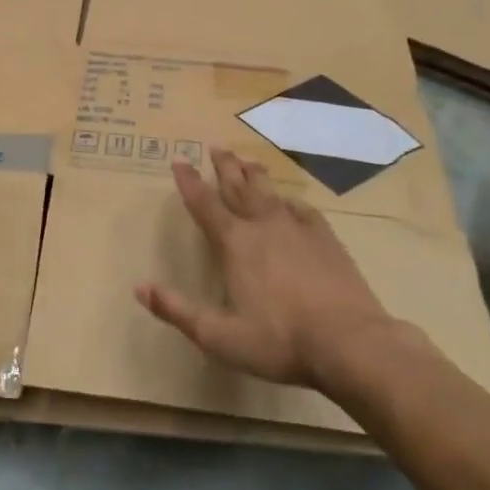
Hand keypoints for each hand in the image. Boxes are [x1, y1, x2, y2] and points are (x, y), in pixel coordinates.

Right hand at [135, 149, 401, 389]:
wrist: (350, 342)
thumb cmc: (279, 341)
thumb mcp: (219, 335)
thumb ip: (177, 311)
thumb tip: (139, 287)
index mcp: (235, 244)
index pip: (205, 205)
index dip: (189, 183)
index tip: (179, 162)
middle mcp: (264, 227)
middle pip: (239, 188)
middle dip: (224, 168)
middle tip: (216, 147)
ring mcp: (298, 230)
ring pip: (270, 193)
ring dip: (255, 175)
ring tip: (248, 161)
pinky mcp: (326, 240)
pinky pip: (302, 209)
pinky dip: (289, 200)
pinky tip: (289, 200)